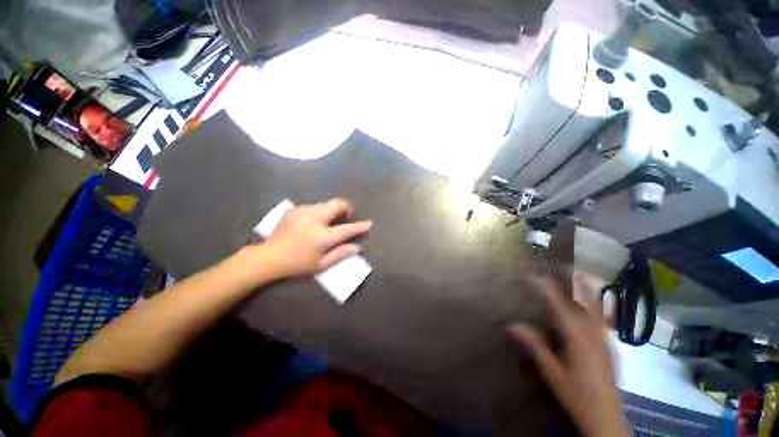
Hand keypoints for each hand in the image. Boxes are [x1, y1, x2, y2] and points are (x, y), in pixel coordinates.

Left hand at [261, 198, 371, 278]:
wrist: (268, 257)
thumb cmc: (297, 264)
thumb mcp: (321, 265)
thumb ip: (341, 254)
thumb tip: (358, 247)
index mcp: (322, 237)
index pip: (347, 229)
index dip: (360, 226)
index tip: (369, 223)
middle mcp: (314, 220)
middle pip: (337, 204)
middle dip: (346, 208)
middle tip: (346, 217)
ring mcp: (303, 212)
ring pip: (326, 204)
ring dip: (332, 210)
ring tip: (329, 221)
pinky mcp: (295, 209)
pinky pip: (314, 206)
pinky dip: (319, 212)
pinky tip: (313, 222)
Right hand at [508, 274, 629, 436]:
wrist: (606, 417)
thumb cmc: (575, 394)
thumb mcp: (551, 372)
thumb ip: (534, 346)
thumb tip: (511, 325)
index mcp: (577, 341)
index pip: (560, 309)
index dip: (550, 291)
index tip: (540, 276)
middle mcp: (594, 336)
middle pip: (587, 305)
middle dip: (579, 285)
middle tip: (570, 268)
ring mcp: (605, 341)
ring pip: (599, 311)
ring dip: (591, 292)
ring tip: (585, 276)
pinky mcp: (610, 347)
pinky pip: (604, 321)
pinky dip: (599, 306)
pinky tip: (596, 303)